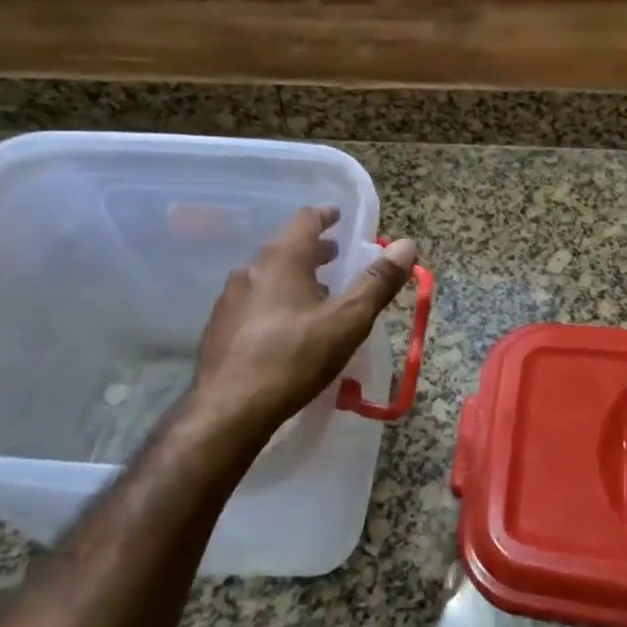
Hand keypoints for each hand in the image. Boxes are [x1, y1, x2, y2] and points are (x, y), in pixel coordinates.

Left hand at [165, 207, 416, 462]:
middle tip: (337, 258)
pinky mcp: (219, 327)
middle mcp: (251, 269)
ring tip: (317, 296)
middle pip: (286, 248)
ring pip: (268, 276)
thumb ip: (377, 282)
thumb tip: (406, 245)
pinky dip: (276, 301)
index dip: (326, 216)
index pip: (305, 220)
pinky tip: (287, 329)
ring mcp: (230, 298)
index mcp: (283, 259)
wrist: (229, 410)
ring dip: (294, 278)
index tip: (339, 217)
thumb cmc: (294, 357)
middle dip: (314, 251)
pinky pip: (254, 301)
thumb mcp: (348, 321)